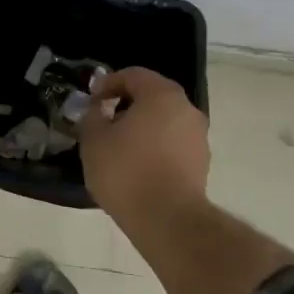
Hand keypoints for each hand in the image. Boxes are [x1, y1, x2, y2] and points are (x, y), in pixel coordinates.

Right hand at [79, 67, 209, 225]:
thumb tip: (99, 109)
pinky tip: (136, 167)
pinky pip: (172, 144)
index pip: (133, 75)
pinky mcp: (201, 163)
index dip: (108, 83)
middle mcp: (187, 109)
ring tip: (118, 148)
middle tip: (103, 122)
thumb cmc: (126, 171)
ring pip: (164, 122)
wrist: (167, 219)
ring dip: (142, 128)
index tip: (91, 99)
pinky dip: (154, 147)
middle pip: (152, 97)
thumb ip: (93, 116)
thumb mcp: (94, 140)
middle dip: (126, 106)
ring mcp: (198, 137)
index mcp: (162, 95)